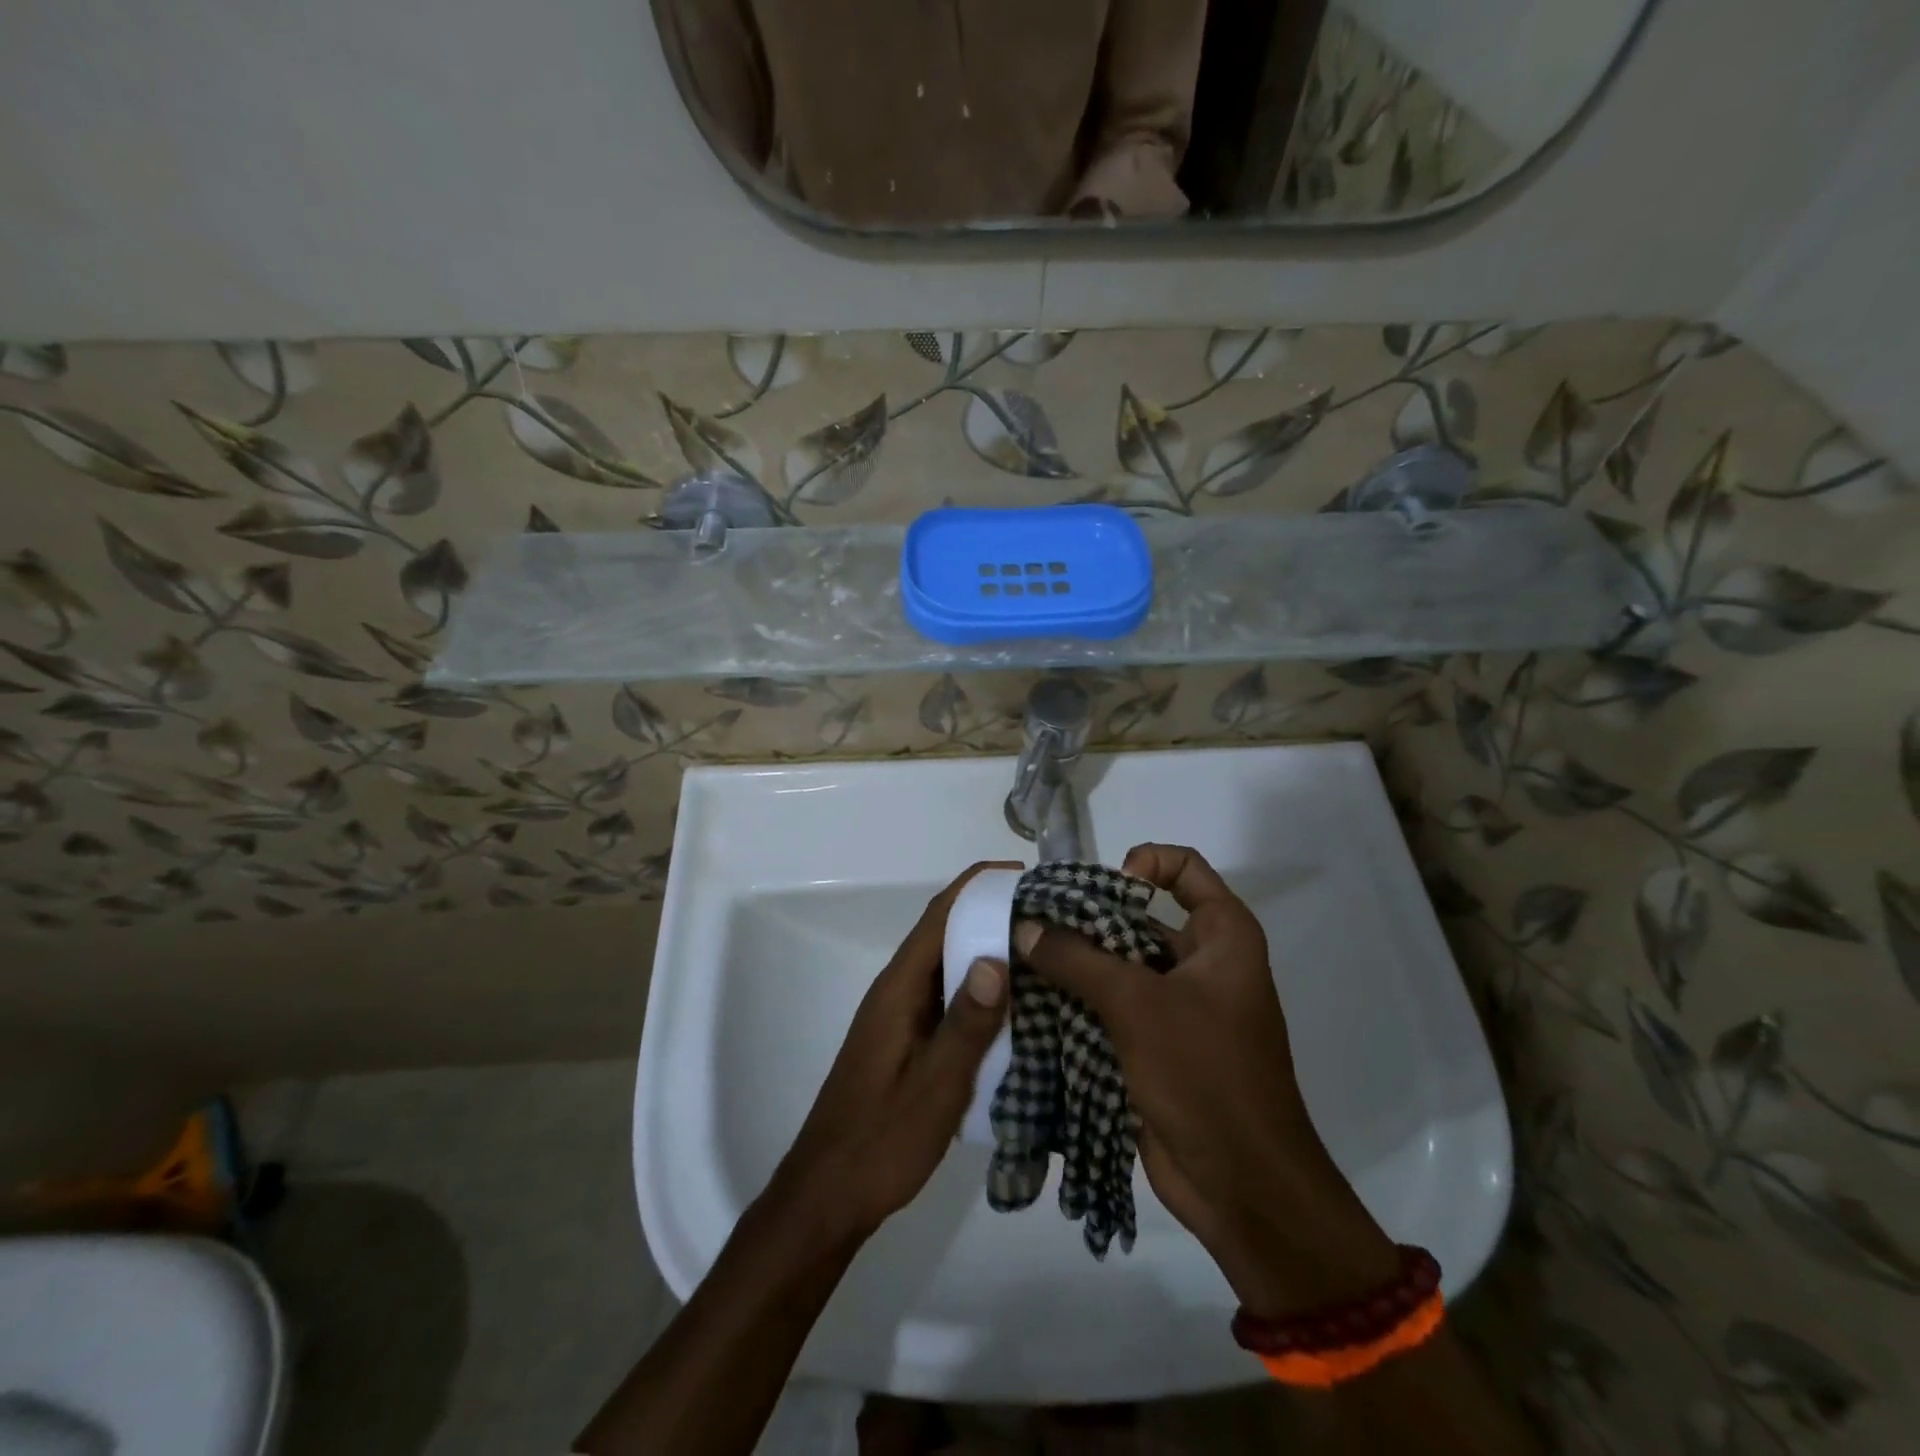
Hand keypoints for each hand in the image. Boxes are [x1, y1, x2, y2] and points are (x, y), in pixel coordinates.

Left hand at [774, 862, 1013, 1240]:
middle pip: (945, 934)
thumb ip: (966, 1024)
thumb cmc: (880, 1140)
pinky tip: (1017, 1006)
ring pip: (949, 966)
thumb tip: (996, 956)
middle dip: (992, 914)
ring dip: (988, 950)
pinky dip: (981, 989)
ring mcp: (902, 1017)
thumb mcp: (934, 1086)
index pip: (940, 915)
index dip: (979, 886)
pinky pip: (949, 998)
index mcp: (899, 989)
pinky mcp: (909, 1041)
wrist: (828, 1196)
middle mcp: (898, 991)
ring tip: (1044, 951)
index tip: (1025, 874)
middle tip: (1049, 915)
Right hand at [1014, 843, 1398, 1316]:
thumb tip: (1025, 926)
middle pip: (1140, 916)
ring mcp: (1179, 1005)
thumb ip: (1077, 959)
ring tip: (1021, 958)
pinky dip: (1078, 1000)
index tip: (1101, 891)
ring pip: (1120, 964)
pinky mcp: (1155, 1044)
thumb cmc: (1205, 1074)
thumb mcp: (1138, 1004)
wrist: (1242, 1186)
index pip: (1184, 867)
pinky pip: (1113, 1006)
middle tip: (1033, 922)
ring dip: (1076, 962)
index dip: (1143, 865)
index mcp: (1223, 937)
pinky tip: (1033, 1000)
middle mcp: (1203, 962)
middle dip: (1088, 918)